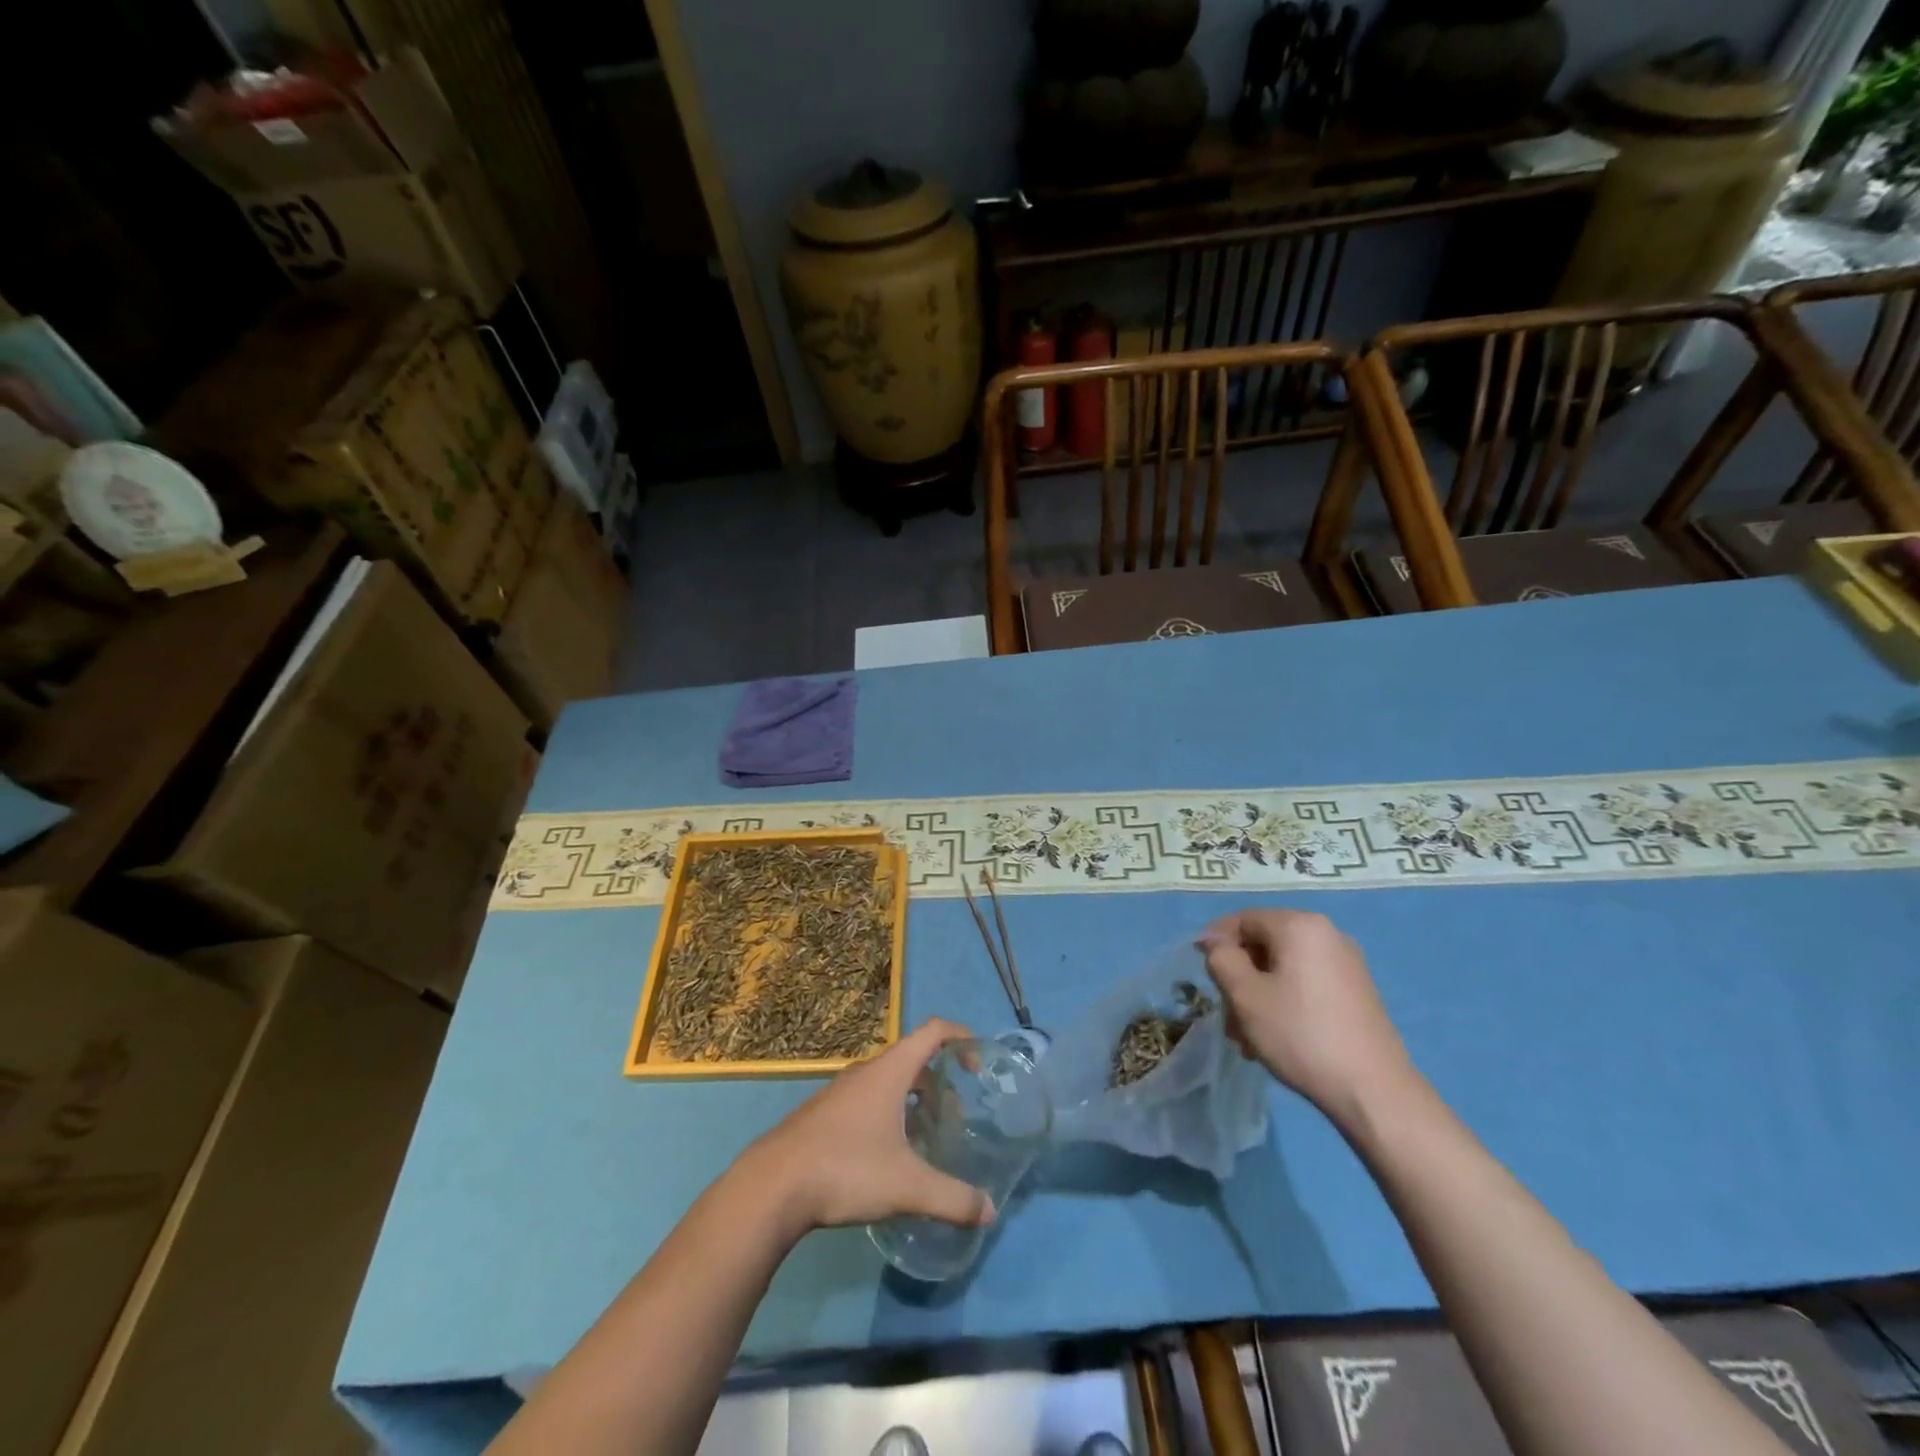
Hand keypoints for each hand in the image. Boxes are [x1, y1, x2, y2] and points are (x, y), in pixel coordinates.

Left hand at [747, 1019, 994, 1236]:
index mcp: (889, 1071)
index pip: (933, 1031)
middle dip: (939, 1083)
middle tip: (953, 1119)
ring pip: (889, 1083)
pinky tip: (888, 1157)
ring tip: (925, 1140)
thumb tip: (989, 1211)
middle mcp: (866, 1072)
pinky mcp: (824, 1114)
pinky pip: (868, 1100)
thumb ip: (951, 1198)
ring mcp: (841, 1091)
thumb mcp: (906, 1186)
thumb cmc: (845, 1170)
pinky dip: (889, 1114)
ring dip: (913, 1102)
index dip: (961, 1037)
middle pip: (913, 1059)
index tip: (978, 1065)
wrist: (772, 1187)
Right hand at [1198, 910, 1418, 1127]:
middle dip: (1239, 977)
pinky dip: (1284, 1001)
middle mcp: (1326, 933)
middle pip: (1263, 944)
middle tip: (1227, 1016)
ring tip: (1247, 1037)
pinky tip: (1277, 1036)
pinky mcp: (1356, 990)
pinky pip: (1306, 983)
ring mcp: (1346, 962)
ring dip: (1258, 995)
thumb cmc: (1299, 1033)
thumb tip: (1215, 942)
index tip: (1202, 976)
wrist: (1373, 1091)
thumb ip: (1221, 959)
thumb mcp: (1245, 995)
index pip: (1242, 919)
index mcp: (1299, 925)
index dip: (1215, 943)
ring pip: (1283, 968)